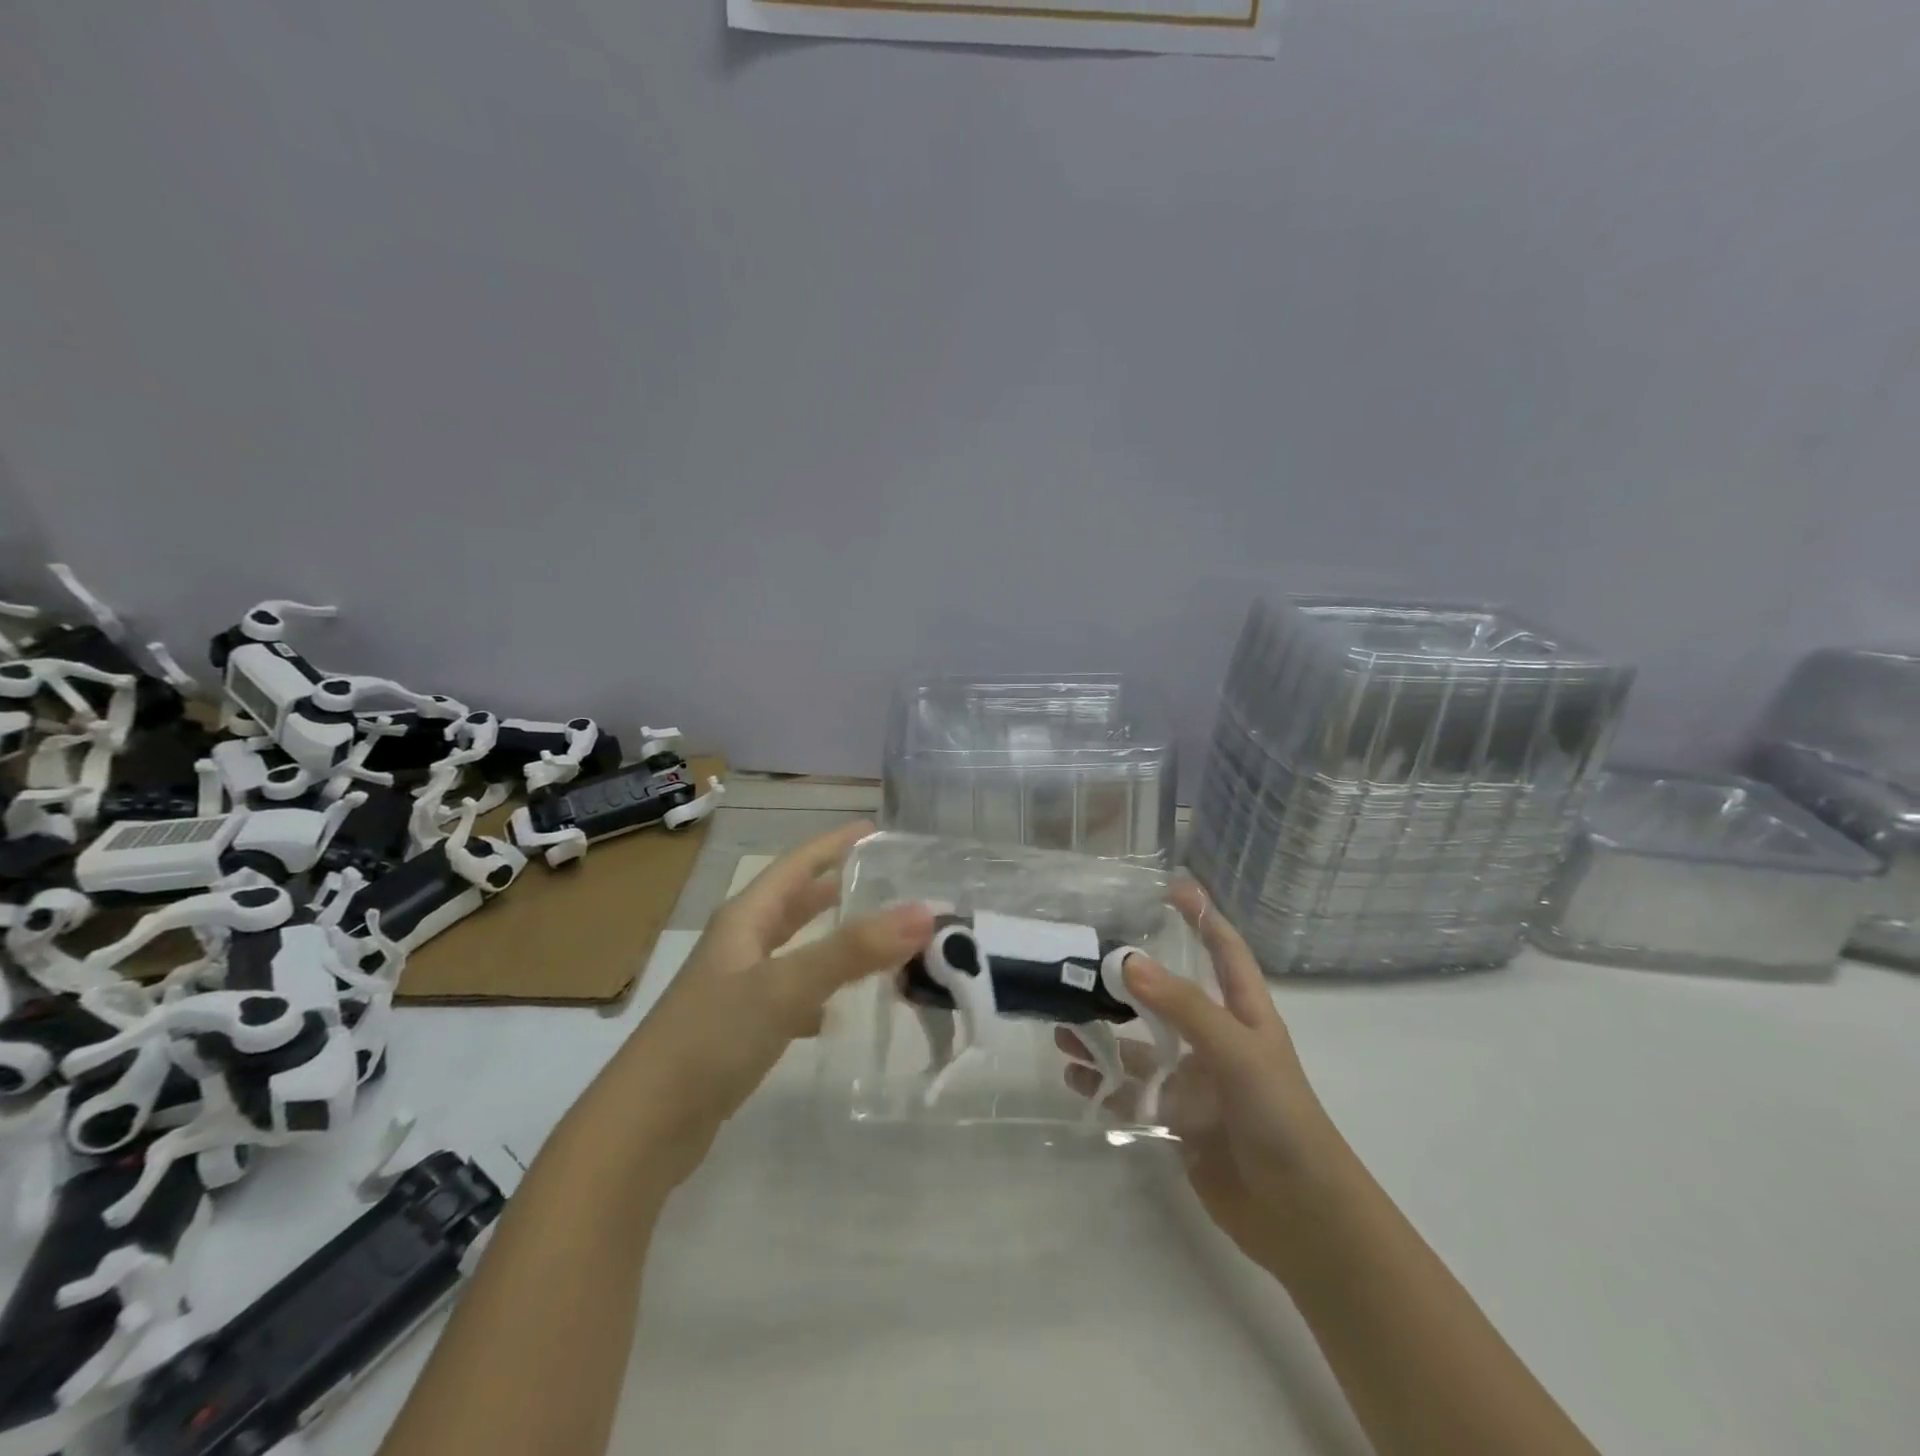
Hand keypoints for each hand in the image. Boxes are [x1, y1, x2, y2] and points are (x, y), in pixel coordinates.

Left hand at [625, 821, 933, 1185]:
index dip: (835, 843)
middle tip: (887, 883)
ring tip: (876, 942)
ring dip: (832, 942)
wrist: (645, 1126)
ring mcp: (736, 988)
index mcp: (746, 918)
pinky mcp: (739, 1030)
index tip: (876, 830)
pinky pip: (790, 996)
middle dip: (837, 889)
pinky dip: (817, 995)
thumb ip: (854, 949)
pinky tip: (836, 1015)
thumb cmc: (712, 1037)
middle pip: (794, 904)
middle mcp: (740, 945)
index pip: (797, 864)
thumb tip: (925, 912)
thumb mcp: (785, 986)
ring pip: (794, 950)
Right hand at [1058, 879, 1352, 1275]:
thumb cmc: (1280, 1118)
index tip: (1171, 885)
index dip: (1203, 916)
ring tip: (1062, 1025)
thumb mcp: (1237, 1052)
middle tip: (1081, 961)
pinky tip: (1074, 1076)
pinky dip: (1103, 1083)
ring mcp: (1196, 1084)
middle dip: (1128, 980)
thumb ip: (1184, 1007)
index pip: (1224, 951)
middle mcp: (1216, 1042)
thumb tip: (1128, 962)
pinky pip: (1132, 1093)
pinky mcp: (1178, 1122)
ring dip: (1104, 1036)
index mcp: (1245, 1015)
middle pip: (1167, 997)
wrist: (1300, 1218)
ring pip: (1140, 1048)